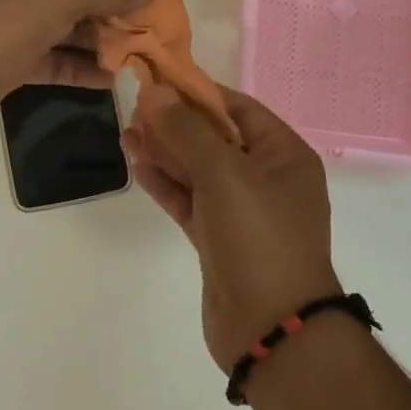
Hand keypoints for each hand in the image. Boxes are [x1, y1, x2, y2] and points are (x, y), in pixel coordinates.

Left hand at [0, 0, 148, 110]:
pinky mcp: (12, 57)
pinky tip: (109, 79)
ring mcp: (15, 21)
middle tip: (142, 29)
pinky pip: (54, 58)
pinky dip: (80, 66)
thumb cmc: (4, 15)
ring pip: (68, 25)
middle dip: (112, 7)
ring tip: (132, 56)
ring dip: (100, 39)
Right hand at [125, 88, 338, 368]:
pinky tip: (137, 165)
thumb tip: (155, 91)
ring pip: (198, 171)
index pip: (239, 108)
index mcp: (284, 155)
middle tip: (135, 108)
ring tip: (126, 133)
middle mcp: (266, 178)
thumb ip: (187, 130)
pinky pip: (190, 200)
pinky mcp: (219, 239)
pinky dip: (166, 184)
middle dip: (176, 122)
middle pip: (216, 138)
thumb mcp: (224, 173)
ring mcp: (242, 211)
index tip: (160, 80)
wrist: (271, 329)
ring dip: (165, 152)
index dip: (199, 92)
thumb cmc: (258, 236)